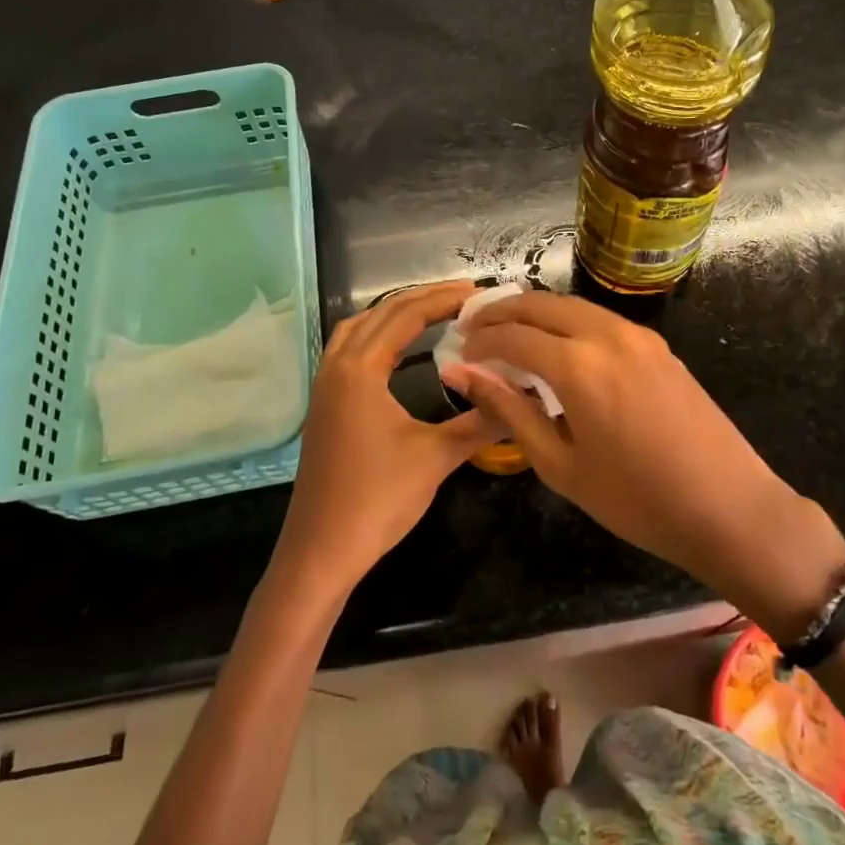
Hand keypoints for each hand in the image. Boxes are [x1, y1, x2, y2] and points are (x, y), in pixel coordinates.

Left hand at [271, 280, 495, 599]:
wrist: (321, 550)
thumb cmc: (377, 500)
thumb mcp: (436, 457)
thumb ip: (481, 421)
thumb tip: (523, 396)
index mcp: (360, 369)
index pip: (406, 315)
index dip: (443, 299)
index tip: (478, 294)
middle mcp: (337, 365)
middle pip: (381, 313)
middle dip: (423, 299)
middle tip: (465, 297)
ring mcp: (325, 385)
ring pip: (360, 328)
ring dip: (396, 314)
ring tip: (435, 312)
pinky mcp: (324, 404)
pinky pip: (350, 349)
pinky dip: (378, 336)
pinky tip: (399, 350)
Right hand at [443, 292, 844, 631]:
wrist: (730, 508)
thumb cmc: (637, 500)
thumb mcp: (560, 464)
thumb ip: (508, 410)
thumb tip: (461, 374)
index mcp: (578, 365)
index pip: (512, 335)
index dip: (480, 342)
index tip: (459, 354)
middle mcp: (606, 334)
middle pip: (540, 303)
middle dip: (501, 312)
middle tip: (474, 332)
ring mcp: (637, 335)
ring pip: (571, 305)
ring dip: (534, 313)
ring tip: (509, 335)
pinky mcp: (658, 344)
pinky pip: (599, 319)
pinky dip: (567, 322)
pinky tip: (558, 348)